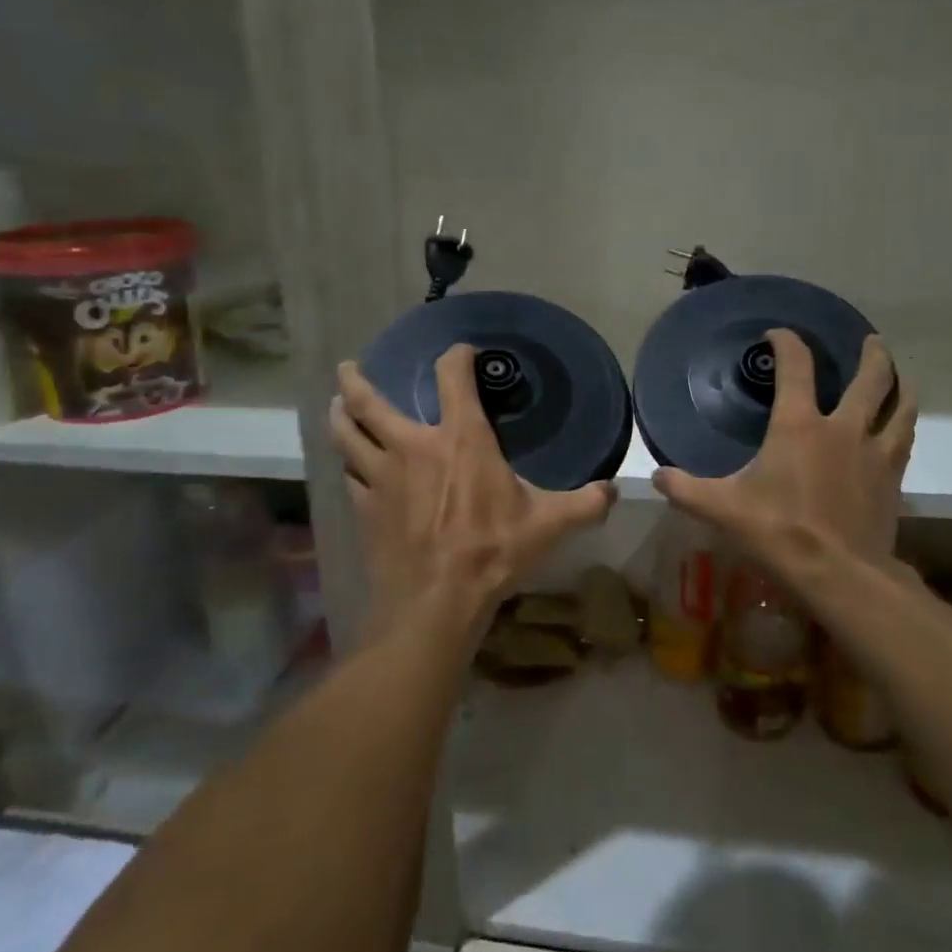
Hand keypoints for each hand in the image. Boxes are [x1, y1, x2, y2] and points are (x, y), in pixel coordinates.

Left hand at [330, 345, 616, 642]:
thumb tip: (614, 492)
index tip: (461, 351)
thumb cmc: (493, 552)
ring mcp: (381, 477)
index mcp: (461, 439)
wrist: (437, 600)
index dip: (455, 356)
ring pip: (348, 436)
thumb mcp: (550, 526)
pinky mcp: (365, 508)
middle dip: (357, 381)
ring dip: (341, 415)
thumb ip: (586, 504)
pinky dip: (348, 464)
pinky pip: (350, 475)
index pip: (452, 377)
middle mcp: (413, 446)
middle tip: (350, 367)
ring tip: (338, 405)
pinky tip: (350, 466)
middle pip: (371, 402)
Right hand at [654, 330, 916, 576]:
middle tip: (870, 341)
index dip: (787, 343)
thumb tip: (657, 476)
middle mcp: (843, 429)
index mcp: (799, 426)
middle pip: (869, 379)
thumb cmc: (777, 532)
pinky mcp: (892, 481)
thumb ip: (685, 488)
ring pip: (899, 407)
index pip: (796, 367)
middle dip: (871, 355)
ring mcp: (874, 454)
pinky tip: (900, 431)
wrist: (838, 574)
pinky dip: (903, 427)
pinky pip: (903, 442)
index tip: (779, 335)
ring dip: (901, 386)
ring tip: (900, 377)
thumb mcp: (721, 509)